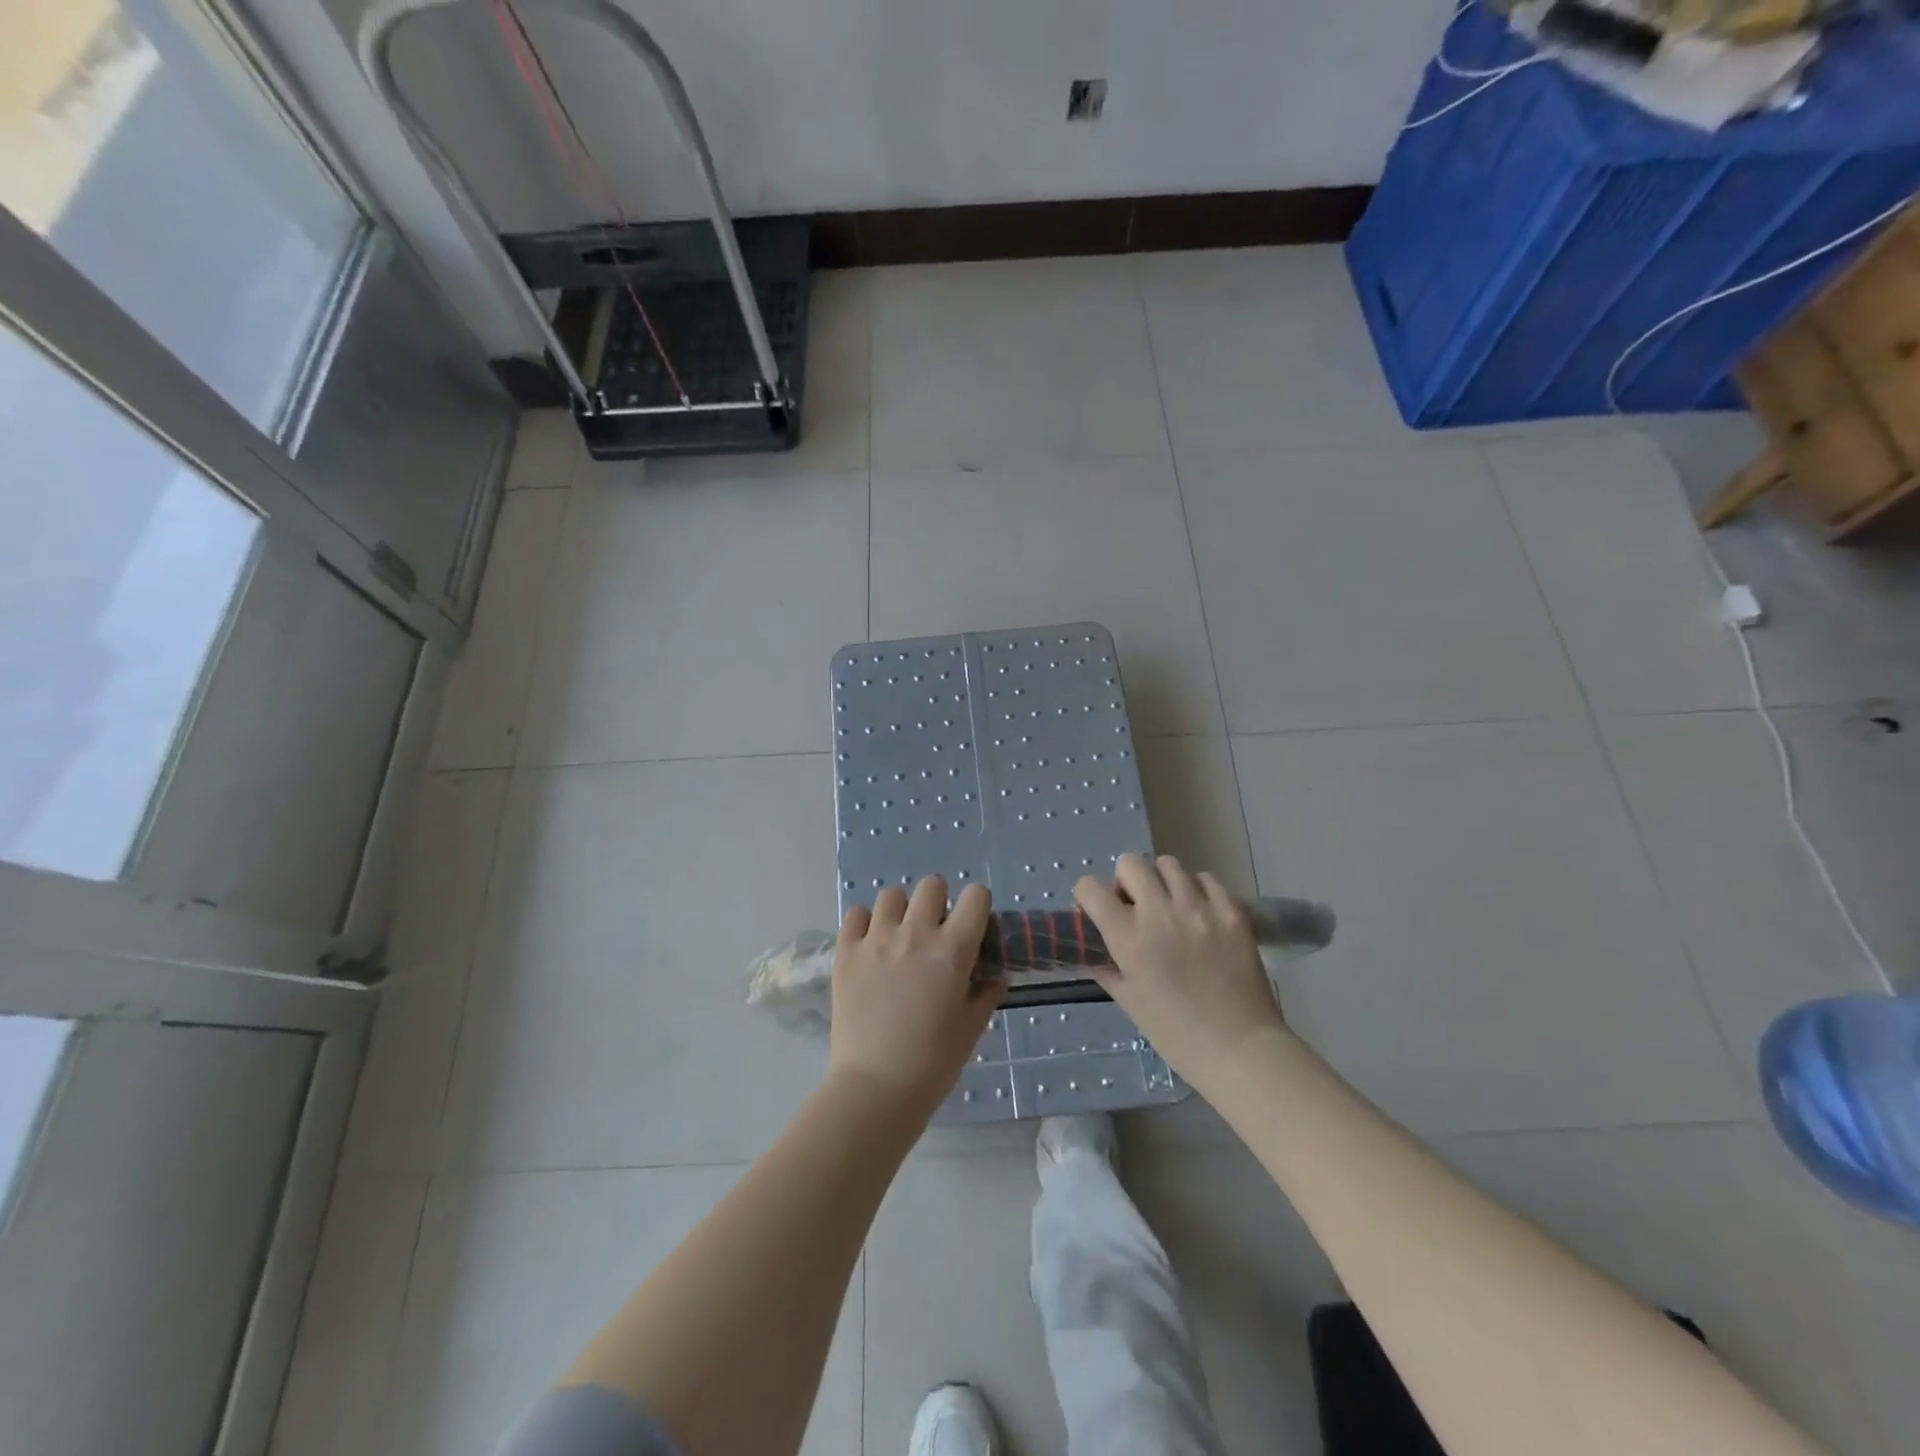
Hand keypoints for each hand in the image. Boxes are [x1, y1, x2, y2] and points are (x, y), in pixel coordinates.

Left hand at [829, 877, 1003, 1113]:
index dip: (977, 905)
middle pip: (932, 885)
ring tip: (898, 936)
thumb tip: (992, 978)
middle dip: (938, 902)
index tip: (972, 924)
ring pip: (891, 895)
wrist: (876, 1087)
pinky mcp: (846, 952)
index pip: (975, 896)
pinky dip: (865, 924)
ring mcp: (877, 940)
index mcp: (953, 950)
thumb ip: (984, 994)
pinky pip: (856, 915)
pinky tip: (870, 945)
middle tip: (934, 931)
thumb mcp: (971, 1028)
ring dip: (901, 911)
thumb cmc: (933, 1062)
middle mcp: (916, 934)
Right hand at [1074, 853, 1289, 1085]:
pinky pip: (1206, 879)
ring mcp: (1199, 908)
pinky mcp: (1232, 911)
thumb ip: (1106, 966)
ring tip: (1171, 907)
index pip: (1090, 888)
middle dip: (1125, 881)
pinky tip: (1200, 914)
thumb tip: (1093, 946)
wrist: (1240, 1049)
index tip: (1096, 909)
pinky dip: (1197, 890)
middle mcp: (1160, 913)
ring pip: (1169, 865)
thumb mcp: (1128, 1001)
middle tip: (1135, 906)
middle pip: (1131, 863)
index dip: (1087, 896)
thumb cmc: (1176, 1033)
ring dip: (1162, 882)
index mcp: (1128, 938)